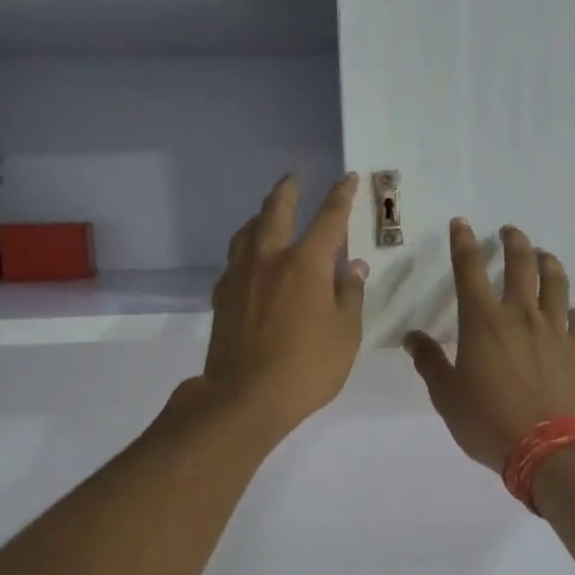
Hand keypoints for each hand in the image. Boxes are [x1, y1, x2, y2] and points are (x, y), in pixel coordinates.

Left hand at [188, 173, 368, 442]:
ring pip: (247, 231)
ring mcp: (240, 275)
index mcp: (306, 263)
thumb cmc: (307, 367)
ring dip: (261, 215)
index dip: (341, 195)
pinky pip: (234, 259)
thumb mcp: (345, 334)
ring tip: (268, 214)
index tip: (349, 178)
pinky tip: (250, 261)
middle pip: (276, 210)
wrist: (244, 397)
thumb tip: (353, 266)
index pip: (329, 218)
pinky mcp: (222, 296)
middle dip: (289, 190)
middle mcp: (270, 258)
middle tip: (294, 178)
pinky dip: (246, 249)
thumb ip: (349, 295)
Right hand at [405, 221, 574, 472]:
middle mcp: (520, 316)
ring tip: (544, 256)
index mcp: (482, 321)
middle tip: (510, 232)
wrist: (547, 448)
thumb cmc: (488, 420)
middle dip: (514, 242)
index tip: (461, 224)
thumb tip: (411, 337)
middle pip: (521, 265)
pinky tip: (570, 314)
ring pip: (556, 284)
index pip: (470, 269)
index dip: (464, 243)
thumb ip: (429, 362)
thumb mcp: (446, 395)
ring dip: (549, 263)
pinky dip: (573, 312)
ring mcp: (553, 331)